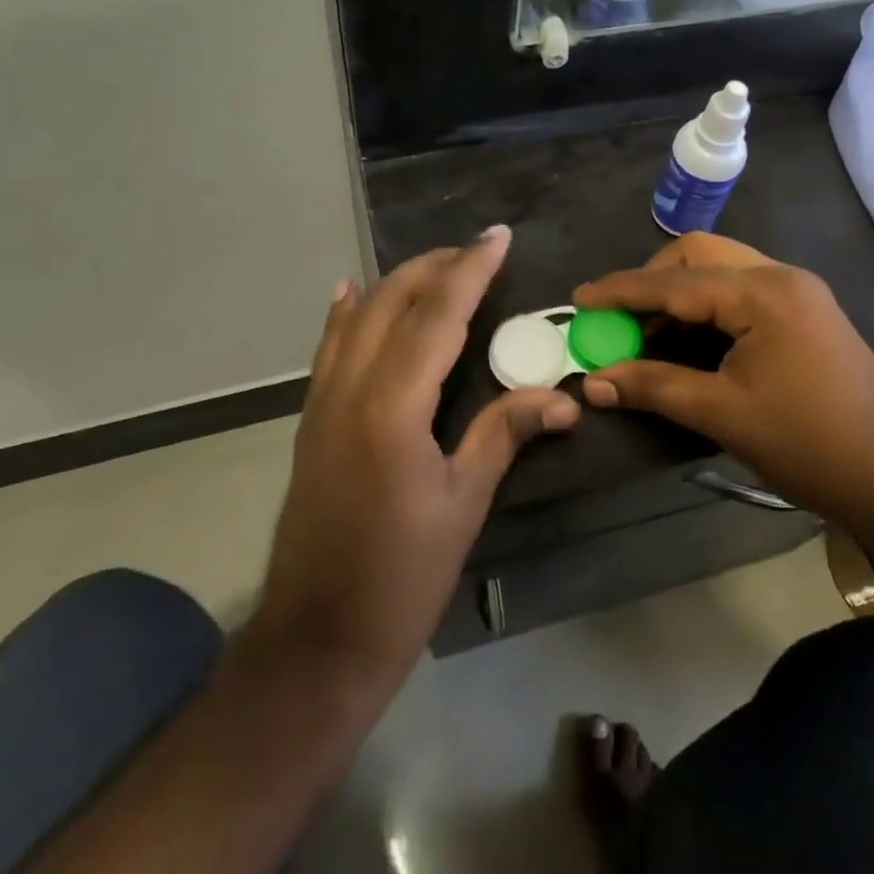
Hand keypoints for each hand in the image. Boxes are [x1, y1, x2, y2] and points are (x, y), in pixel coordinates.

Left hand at [253, 226, 578, 684]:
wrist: (317, 637)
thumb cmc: (402, 576)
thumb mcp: (463, 502)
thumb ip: (504, 435)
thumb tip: (563, 398)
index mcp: (393, 405)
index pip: (437, 316)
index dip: (470, 270)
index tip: (498, 236)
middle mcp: (351, 387)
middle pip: (393, 302)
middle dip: (435, 267)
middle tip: (476, 251)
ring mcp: (323, 401)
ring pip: (357, 317)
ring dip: (397, 282)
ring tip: (435, 266)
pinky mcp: (311, 419)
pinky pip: (329, 346)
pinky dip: (347, 312)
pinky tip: (352, 293)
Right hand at [572, 234, 873, 515]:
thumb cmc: (808, 444)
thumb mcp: (722, 413)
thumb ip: (653, 386)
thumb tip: (593, 381)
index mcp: (762, 292)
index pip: (673, 282)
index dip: (621, 292)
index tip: (579, 300)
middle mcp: (780, 277)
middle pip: (698, 255)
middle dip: (651, 279)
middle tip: (619, 316)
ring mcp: (797, 293)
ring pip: (720, 270)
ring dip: (678, 291)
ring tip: (644, 329)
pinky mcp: (804, 314)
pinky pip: (740, 291)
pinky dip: (704, 306)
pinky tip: (686, 337)